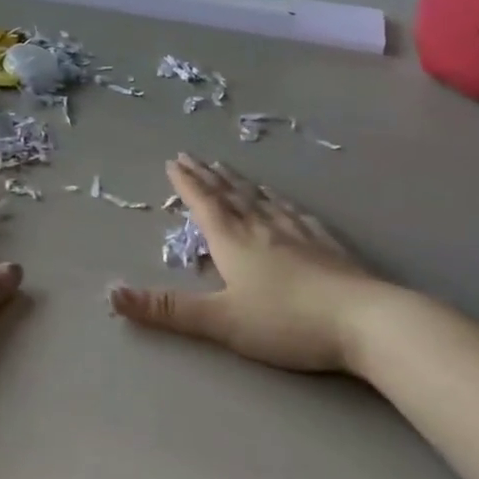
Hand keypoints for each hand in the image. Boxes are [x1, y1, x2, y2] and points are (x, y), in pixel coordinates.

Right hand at [109, 153, 407, 374]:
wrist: (366, 322)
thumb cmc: (286, 321)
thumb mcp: (220, 320)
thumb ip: (168, 310)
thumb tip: (112, 294)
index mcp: (233, 240)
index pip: (204, 203)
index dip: (186, 183)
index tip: (173, 161)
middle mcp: (261, 227)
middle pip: (230, 194)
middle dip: (207, 175)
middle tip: (192, 155)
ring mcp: (297, 233)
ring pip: (261, 199)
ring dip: (239, 182)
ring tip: (227, 169)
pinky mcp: (326, 245)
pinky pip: (294, 213)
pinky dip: (278, 200)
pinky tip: (281, 200)